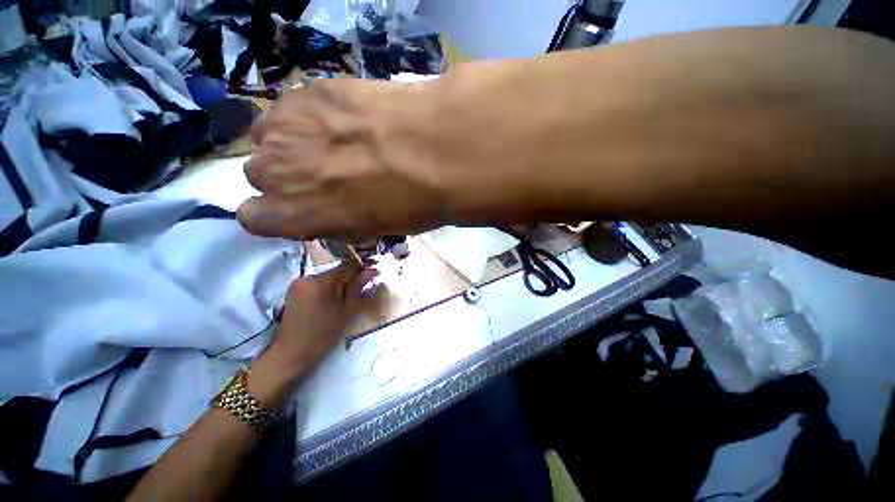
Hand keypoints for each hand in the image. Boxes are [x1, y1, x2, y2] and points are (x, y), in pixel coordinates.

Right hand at [237, 78, 451, 240]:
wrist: (436, 150)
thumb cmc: (412, 202)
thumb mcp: (375, 228)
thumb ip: (338, 220)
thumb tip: (333, 212)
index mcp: (295, 214)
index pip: (253, 218)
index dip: (277, 215)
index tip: (299, 209)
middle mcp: (276, 172)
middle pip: (259, 174)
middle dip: (287, 179)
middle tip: (326, 174)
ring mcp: (286, 127)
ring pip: (267, 138)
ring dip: (291, 145)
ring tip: (331, 143)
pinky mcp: (308, 92)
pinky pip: (287, 109)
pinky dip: (304, 118)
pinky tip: (338, 120)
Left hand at [267, 265, 378, 379]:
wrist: (292, 354)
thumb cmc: (324, 334)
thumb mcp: (348, 311)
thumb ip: (359, 288)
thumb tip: (372, 271)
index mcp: (322, 281)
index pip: (348, 266)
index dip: (363, 269)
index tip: (374, 275)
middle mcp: (308, 277)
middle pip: (337, 272)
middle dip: (350, 279)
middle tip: (362, 292)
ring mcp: (298, 283)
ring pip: (327, 278)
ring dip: (339, 285)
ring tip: (346, 300)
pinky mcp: (293, 291)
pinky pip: (317, 284)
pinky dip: (327, 290)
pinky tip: (331, 303)